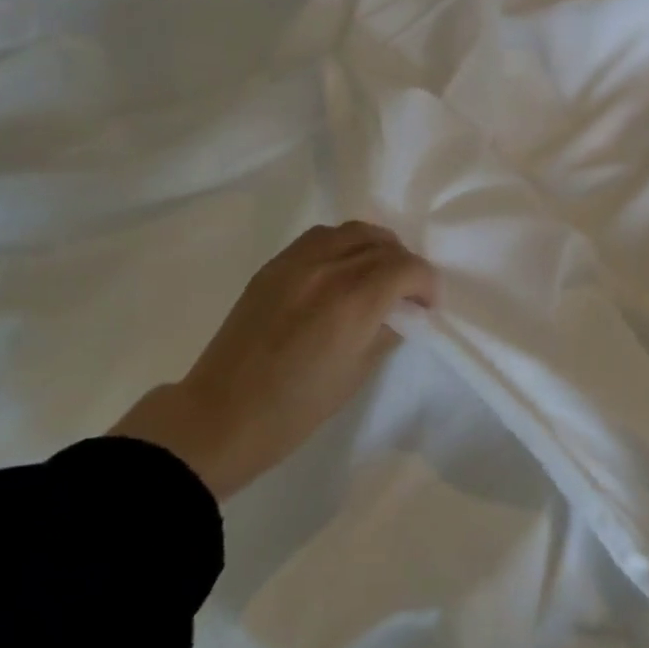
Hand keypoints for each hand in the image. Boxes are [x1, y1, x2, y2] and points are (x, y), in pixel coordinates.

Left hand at [112, 222, 436, 499]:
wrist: (222, 416)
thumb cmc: (297, 407)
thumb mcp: (357, 373)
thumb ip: (387, 330)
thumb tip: (402, 311)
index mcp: (353, 301)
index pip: (407, 268)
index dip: (426, 284)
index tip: (426, 306)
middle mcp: (328, 269)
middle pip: (383, 245)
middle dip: (404, 266)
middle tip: (405, 293)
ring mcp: (297, 262)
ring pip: (353, 231)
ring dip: (376, 247)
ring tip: (376, 273)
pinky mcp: (274, 266)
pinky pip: (321, 237)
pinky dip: (343, 244)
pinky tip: (341, 269)